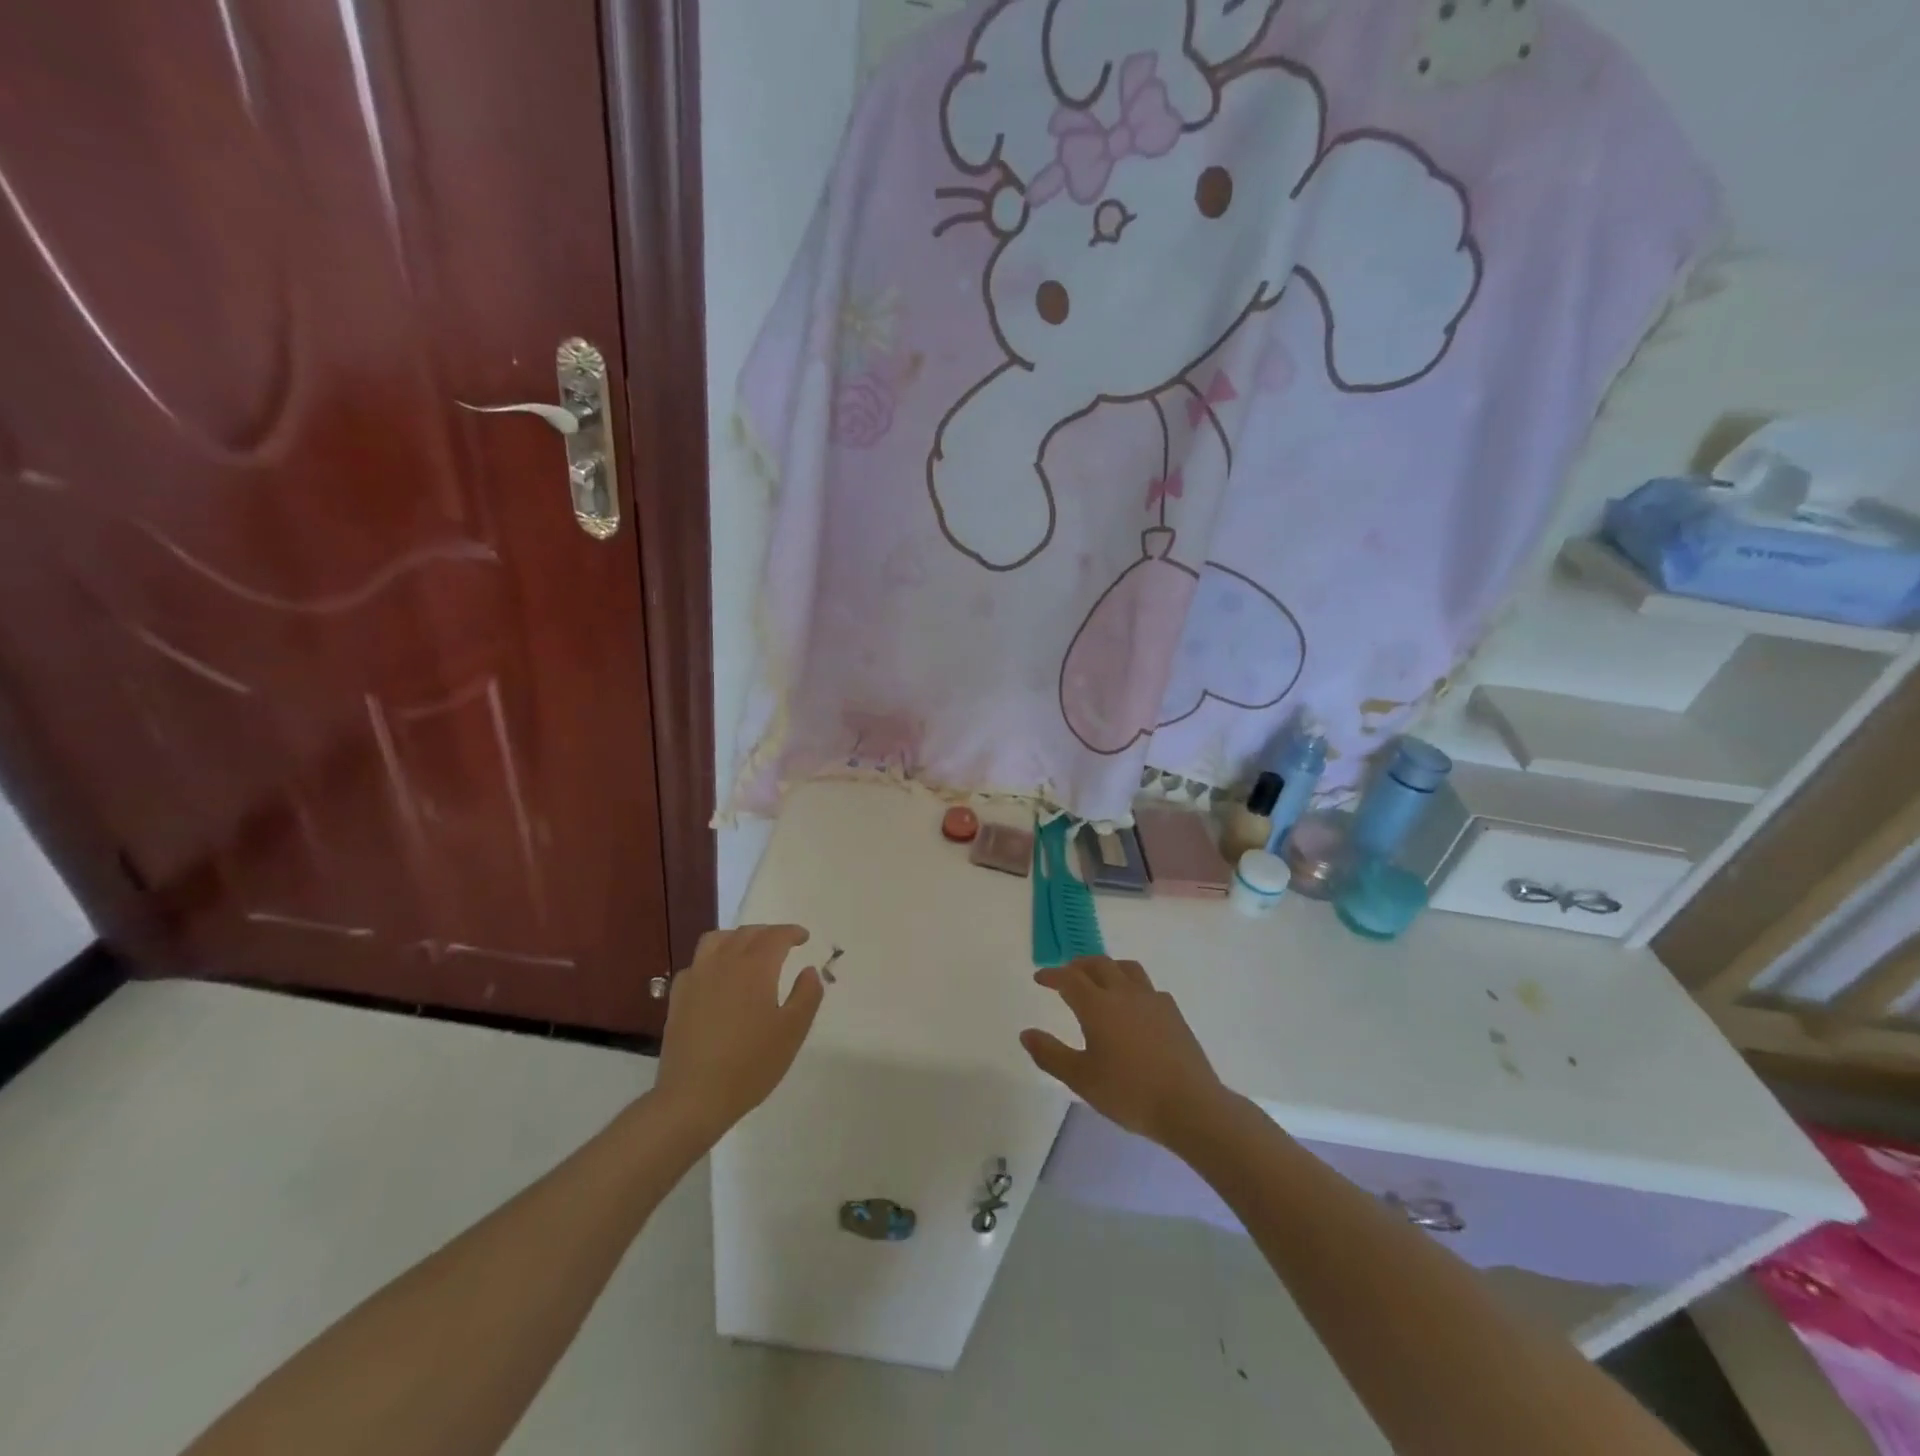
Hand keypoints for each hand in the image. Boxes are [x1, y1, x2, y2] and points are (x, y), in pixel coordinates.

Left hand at [654, 925, 823, 1139]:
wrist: (694, 1097)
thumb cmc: (751, 1064)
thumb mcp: (793, 1031)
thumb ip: (807, 995)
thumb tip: (809, 971)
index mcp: (755, 967)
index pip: (776, 936)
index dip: (792, 932)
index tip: (804, 938)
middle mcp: (724, 962)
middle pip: (747, 933)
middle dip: (768, 933)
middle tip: (783, 944)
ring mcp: (697, 978)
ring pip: (716, 940)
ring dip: (737, 938)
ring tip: (748, 952)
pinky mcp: (678, 997)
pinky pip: (697, 963)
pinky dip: (713, 960)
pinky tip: (718, 978)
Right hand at [1021, 957, 1227, 1148]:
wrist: (1189, 1105)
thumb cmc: (1129, 1092)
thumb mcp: (1081, 1079)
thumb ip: (1050, 1054)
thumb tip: (1026, 1034)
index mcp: (1098, 1006)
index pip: (1069, 979)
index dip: (1052, 975)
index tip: (1040, 977)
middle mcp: (1124, 993)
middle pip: (1099, 964)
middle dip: (1079, 965)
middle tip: (1067, 974)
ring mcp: (1152, 1000)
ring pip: (1127, 968)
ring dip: (1108, 968)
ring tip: (1100, 980)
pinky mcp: (1173, 1012)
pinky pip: (1148, 987)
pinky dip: (1132, 986)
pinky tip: (1134, 1005)